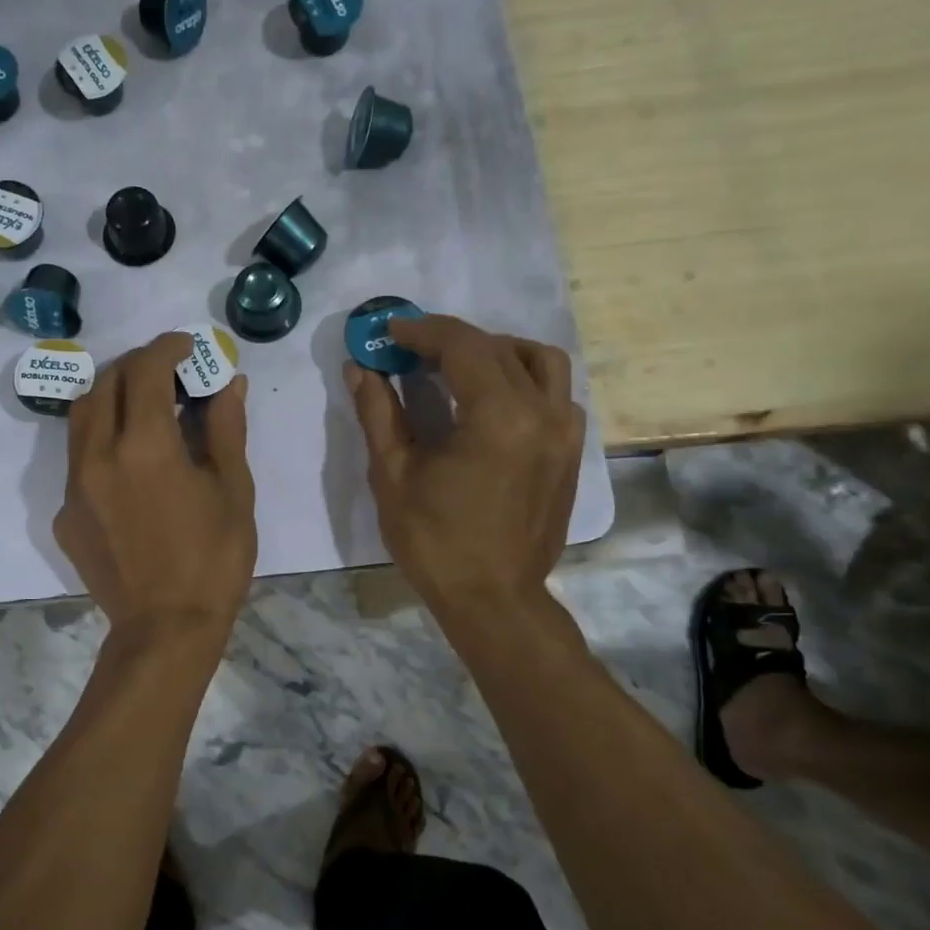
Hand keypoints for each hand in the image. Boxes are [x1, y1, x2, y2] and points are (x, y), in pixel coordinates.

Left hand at [55, 332, 256, 640]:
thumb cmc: (213, 559)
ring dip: (110, 396)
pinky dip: (102, 441)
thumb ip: (225, 428)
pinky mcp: (64, 514)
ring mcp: (73, 485)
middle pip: (105, 383)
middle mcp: (98, 455)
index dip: (167, 348)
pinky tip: (129, 463)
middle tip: (167, 372)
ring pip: (81, 417)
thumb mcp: (233, 490)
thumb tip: (228, 383)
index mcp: (144, 445)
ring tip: (142, 405)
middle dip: (137, 365)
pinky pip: (77, 459)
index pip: (146, 369)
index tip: (187, 347)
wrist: (165, 629)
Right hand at [345, 315, 585, 613]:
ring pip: (539, 361)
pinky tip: (492, 402)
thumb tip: (359, 368)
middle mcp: (542, 413)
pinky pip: (555, 393)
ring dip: (496, 351)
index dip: (422, 331)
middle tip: (410, 351)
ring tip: (458, 368)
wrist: (493, 598)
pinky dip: (523, 380)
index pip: (463, 346)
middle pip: (497, 348)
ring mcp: (564, 432)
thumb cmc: (435, 542)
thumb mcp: (393, 475)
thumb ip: (378, 413)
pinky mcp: (570, 452)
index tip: (389, 332)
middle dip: (450, 340)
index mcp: (498, 417)